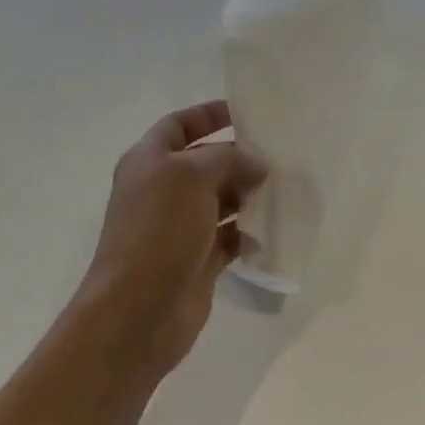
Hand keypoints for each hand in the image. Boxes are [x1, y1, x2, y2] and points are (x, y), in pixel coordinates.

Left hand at [81, 100, 266, 378]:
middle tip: (282, 156)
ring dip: (249, 195)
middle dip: (240, 158)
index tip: (247, 113)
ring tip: (286, 190)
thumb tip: (255, 166)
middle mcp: (162, 191)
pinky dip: (249, 234)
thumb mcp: (191, 177)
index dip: (208, 115)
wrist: (138, 311)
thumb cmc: (158, 231)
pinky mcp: (197, 261)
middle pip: (205, 163)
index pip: (179, 125)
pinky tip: (273, 230)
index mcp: (149, 162)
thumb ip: (227, 160)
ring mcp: (179, 228)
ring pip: (221, 201)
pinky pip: (229, 238)